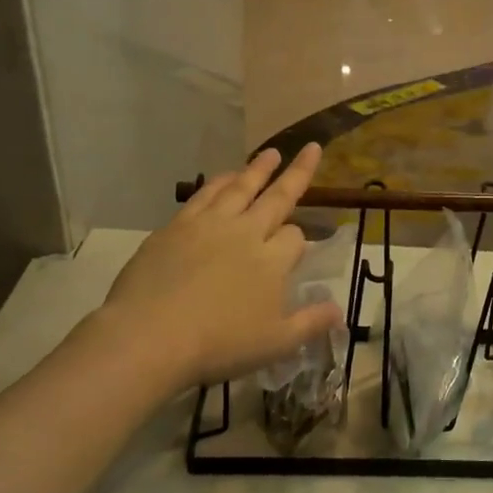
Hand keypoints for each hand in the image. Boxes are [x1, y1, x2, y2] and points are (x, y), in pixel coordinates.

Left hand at [102, 145, 343, 389]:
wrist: (151, 335)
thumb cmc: (219, 344)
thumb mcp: (276, 343)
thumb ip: (311, 323)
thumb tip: (340, 311)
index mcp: (273, 261)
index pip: (295, 238)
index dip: (299, 241)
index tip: (296, 251)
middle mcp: (247, 233)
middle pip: (277, 197)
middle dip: (297, 173)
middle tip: (310, 148)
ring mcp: (210, 225)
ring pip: (241, 188)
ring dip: (258, 169)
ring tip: (271, 153)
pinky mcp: (178, 226)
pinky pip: (205, 194)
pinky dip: (219, 181)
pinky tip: (225, 175)